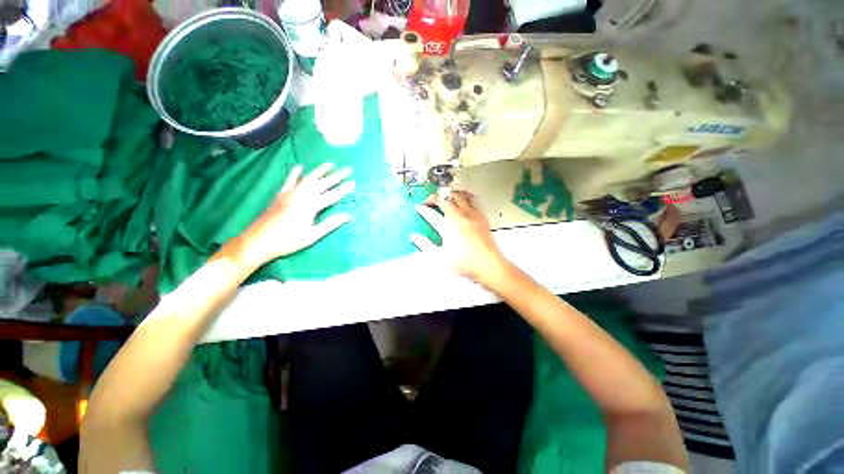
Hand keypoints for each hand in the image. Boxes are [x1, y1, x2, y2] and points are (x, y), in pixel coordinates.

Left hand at [237, 163, 354, 267]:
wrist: (258, 241)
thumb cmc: (288, 241)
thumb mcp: (312, 235)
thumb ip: (331, 224)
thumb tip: (348, 216)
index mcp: (311, 206)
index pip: (332, 196)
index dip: (343, 189)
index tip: (354, 182)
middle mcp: (301, 196)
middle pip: (322, 183)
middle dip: (336, 176)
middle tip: (347, 169)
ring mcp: (290, 193)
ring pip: (308, 178)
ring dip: (320, 170)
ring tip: (330, 163)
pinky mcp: (281, 195)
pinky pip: (289, 180)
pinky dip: (295, 173)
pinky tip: (300, 166)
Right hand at [411, 190, 512, 287]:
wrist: (488, 264)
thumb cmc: (463, 262)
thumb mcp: (439, 257)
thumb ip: (425, 245)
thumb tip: (413, 236)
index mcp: (446, 226)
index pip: (430, 214)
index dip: (422, 210)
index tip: (417, 207)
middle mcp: (458, 216)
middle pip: (444, 201)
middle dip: (434, 198)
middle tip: (428, 200)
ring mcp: (470, 214)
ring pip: (458, 197)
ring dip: (449, 194)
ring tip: (444, 195)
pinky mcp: (481, 216)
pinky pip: (472, 200)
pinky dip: (465, 196)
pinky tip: (464, 197)